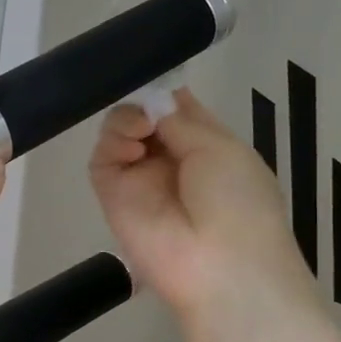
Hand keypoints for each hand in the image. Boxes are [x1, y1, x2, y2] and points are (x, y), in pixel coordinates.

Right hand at [89, 90, 317, 334]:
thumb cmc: (237, 202)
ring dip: (127, 120)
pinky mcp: (112, 195)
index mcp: (206, 147)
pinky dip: (112, 144)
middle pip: (143, 116)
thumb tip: (153, 101)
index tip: (154, 76)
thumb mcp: (221, 148)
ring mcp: (140, 178)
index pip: (176, 109)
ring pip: (119, 133)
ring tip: (141, 131)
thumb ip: (180, 120)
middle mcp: (171, 159)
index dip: (164, 91)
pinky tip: (131, 149)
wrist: (220, 266)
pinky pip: (103, 159)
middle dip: (142, 103)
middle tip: (148, 109)